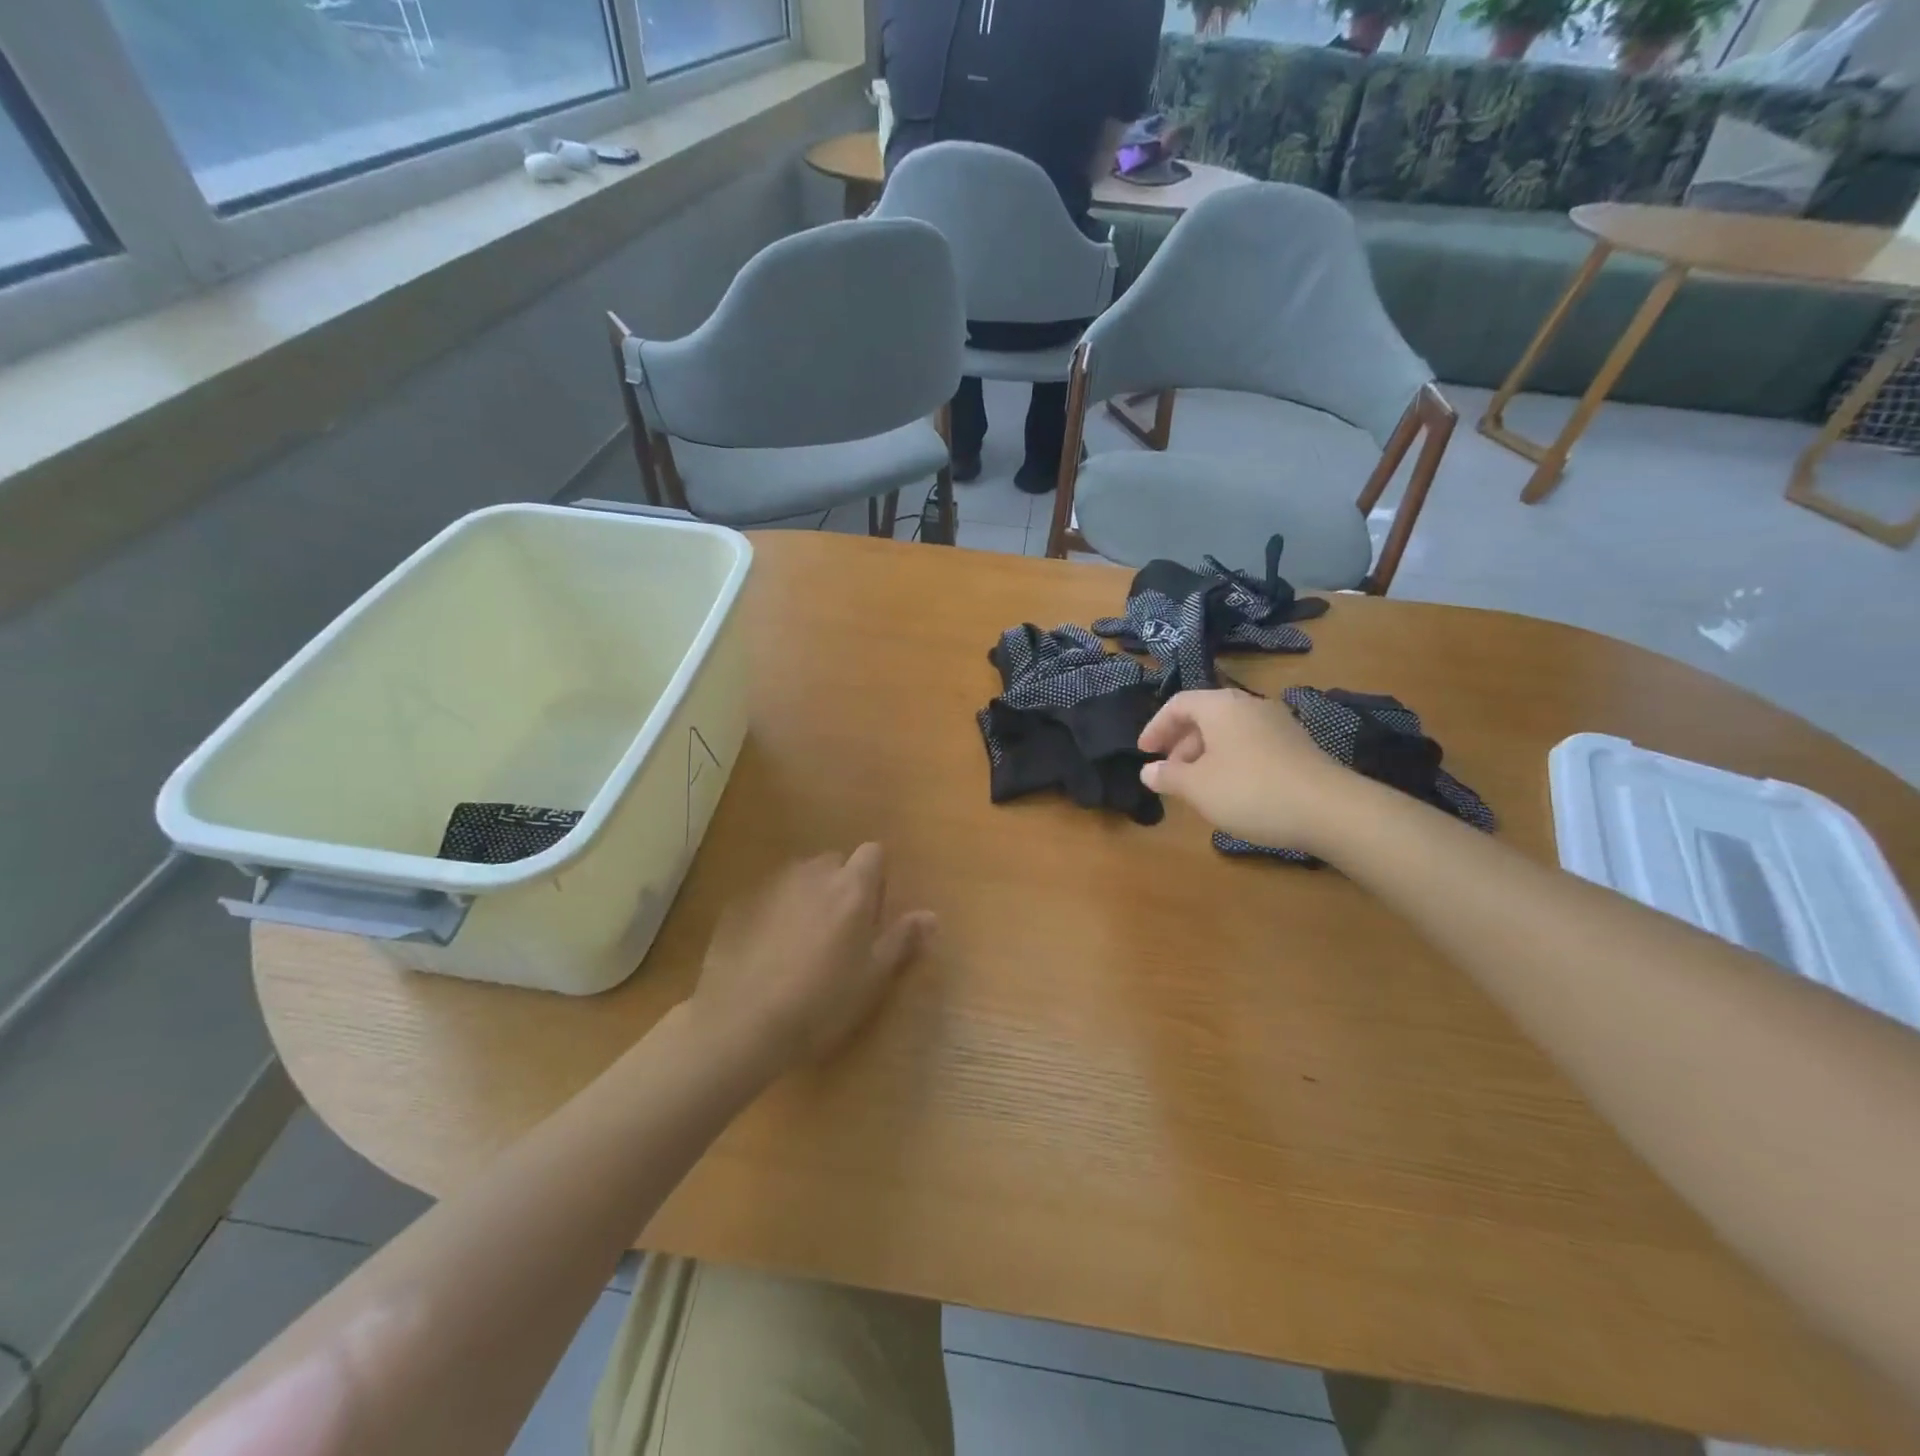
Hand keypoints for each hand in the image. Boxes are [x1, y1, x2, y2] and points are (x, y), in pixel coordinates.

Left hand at [687, 844, 935, 1078]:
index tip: (874, 912)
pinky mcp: (740, 905)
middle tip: (842, 931)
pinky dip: (776, 913)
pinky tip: (769, 952)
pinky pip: (770, 898)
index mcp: (851, 888)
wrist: (741, 1022)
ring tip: (804, 942)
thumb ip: (902, 939)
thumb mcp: (872, 977)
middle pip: (835, 862)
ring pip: (800, 878)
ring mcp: (772, 887)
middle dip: (842, 885)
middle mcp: (813, 874)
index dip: (876, 877)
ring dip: (808, 897)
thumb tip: (931, 915)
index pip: (873, 852)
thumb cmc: (821, 1002)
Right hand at [1138, 689, 1350, 851]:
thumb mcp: (1198, 787)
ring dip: (1205, 754)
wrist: (1330, 809)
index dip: (1156, 726)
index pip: (1178, 704)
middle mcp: (1250, 705)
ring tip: (1197, 786)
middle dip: (1181, 743)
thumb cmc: (1250, 790)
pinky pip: (1251, 745)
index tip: (1144, 752)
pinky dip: (1231, 760)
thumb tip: (1148, 771)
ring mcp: (1278, 724)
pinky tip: (1231, 790)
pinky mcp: (1297, 746)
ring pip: (1229, 732)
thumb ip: (1168, 777)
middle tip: (1169, 772)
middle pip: (1205, 716)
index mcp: (1221, 706)